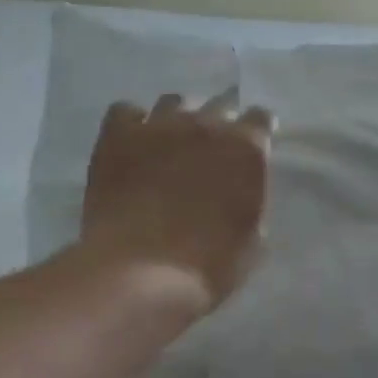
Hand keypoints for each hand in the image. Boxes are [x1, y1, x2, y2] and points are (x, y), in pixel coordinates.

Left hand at [80, 91, 273, 311]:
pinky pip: (126, 111)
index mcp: (246, 148)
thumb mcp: (252, 237)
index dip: (257, 132)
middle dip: (220, 123)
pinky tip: (133, 143)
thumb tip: (239, 187)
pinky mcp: (116, 137)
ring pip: (173, 102)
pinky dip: (133, 123)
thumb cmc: (210, 265)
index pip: (260, 119)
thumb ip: (250, 197)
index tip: (252, 146)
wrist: (142, 274)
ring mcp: (158, 126)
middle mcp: (205, 125)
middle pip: (218, 105)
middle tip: (212, 150)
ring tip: (171, 142)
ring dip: (179, 118)